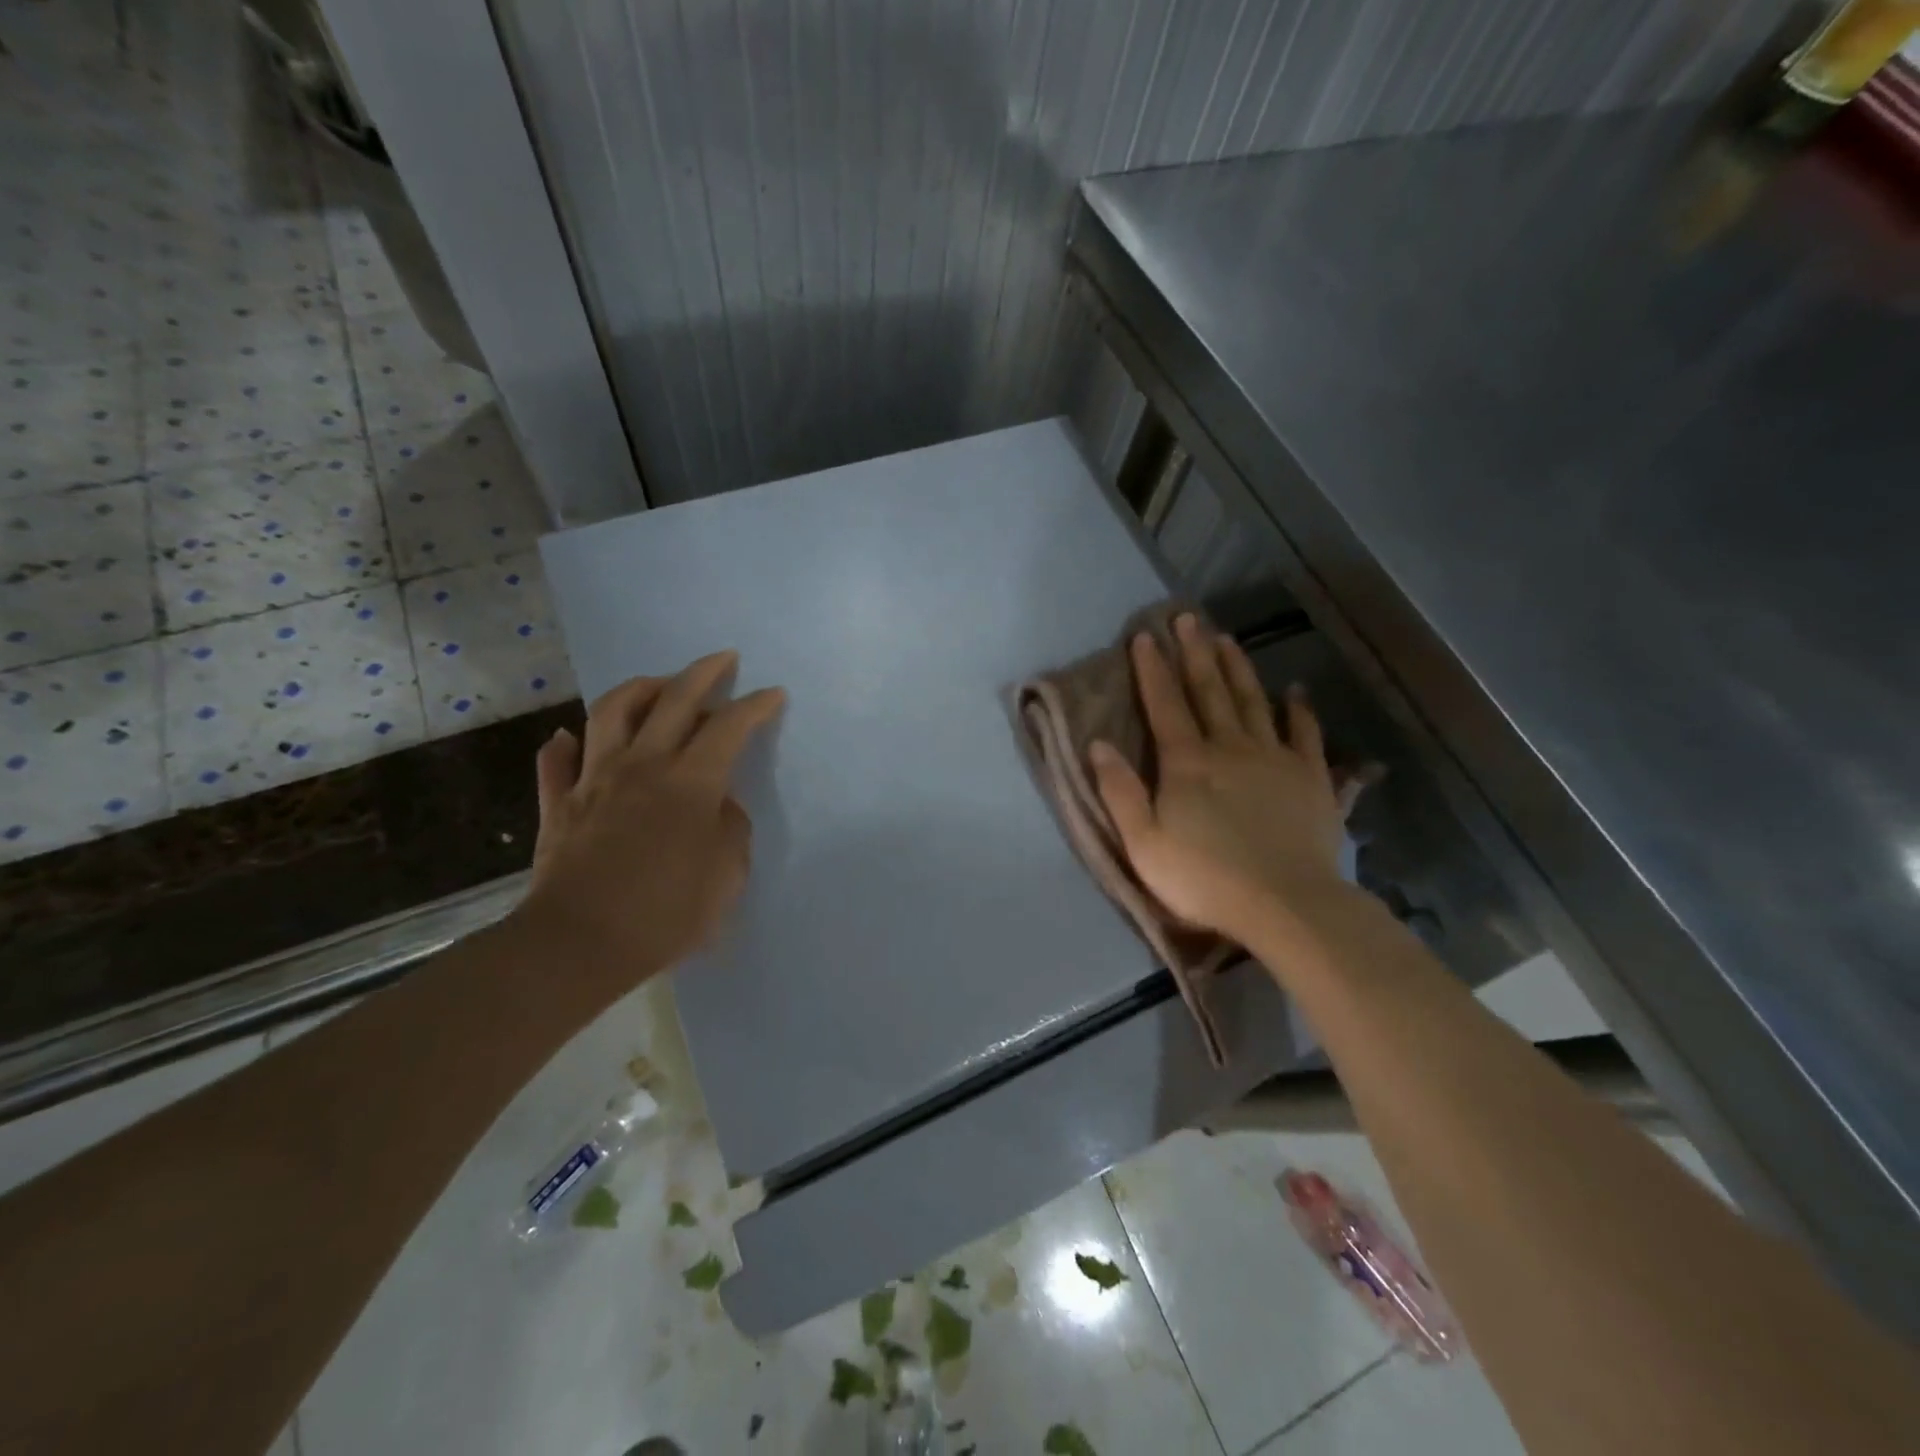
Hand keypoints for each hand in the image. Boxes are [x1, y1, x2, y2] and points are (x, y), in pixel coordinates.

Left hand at [516, 653, 784, 992]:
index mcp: (690, 782)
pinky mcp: (558, 803)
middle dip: (703, 673)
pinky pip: (557, 761)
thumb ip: (731, 830)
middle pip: (673, 700)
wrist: (578, 944)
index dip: (755, 706)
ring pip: (612, 712)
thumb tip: (719, 805)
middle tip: (723, 659)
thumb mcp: (726, 876)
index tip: (773, 693)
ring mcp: (594, 779)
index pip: (729, 727)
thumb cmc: (665, 913)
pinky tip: (572, 737)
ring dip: (641, 688)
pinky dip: (566, 743)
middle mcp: (643, 765)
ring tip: (660, 684)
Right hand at [1090, 615, 1346, 945]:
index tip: (1144, 636)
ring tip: (1228, 639)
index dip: (1152, 669)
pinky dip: (1298, 711)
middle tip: (1188, 617)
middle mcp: (1230, 747)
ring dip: (1238, 668)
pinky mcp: (1310, 777)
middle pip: (1209, 691)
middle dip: (1195, 652)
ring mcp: (1274, 759)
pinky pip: (1304, 734)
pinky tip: (1294, 693)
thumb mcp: (1144, 843)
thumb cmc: (1204, 878)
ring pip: (1253, 702)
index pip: (1164, 704)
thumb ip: (1120, 792)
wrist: (1287, 904)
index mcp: (1187, 762)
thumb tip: (1098, 744)